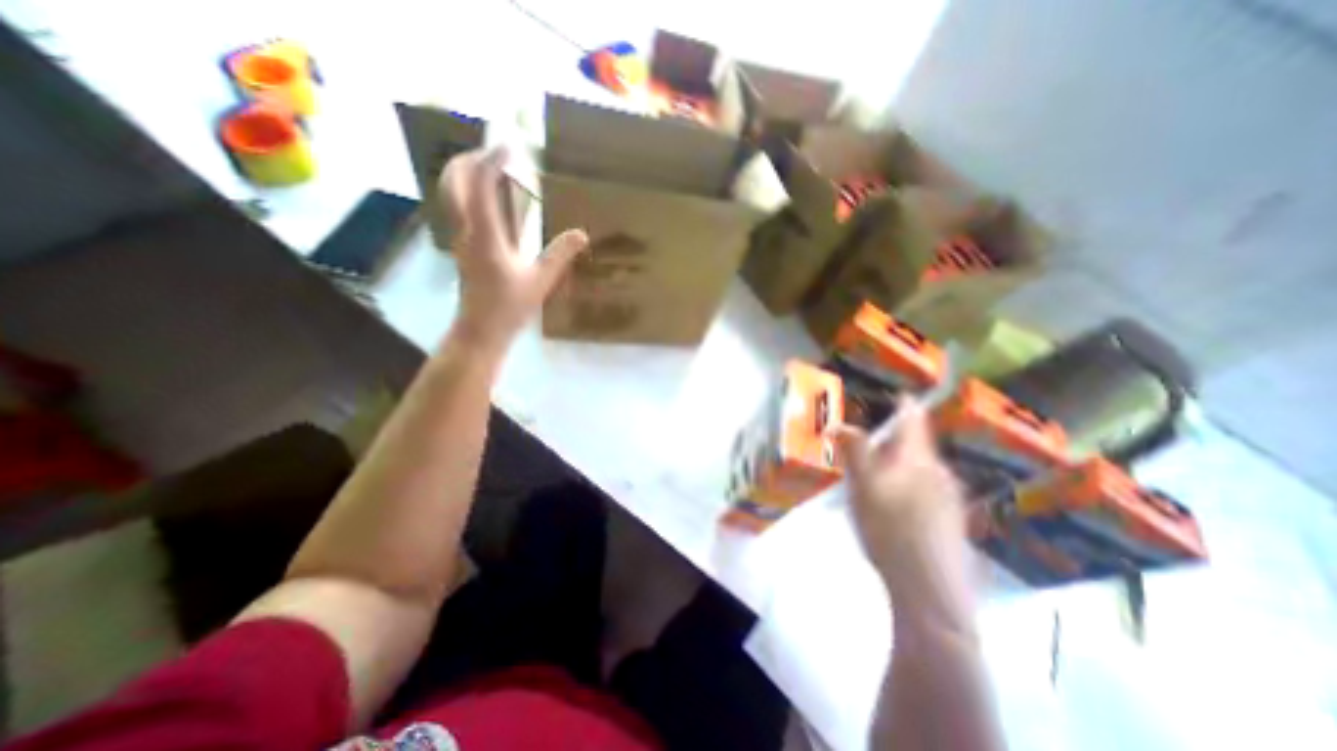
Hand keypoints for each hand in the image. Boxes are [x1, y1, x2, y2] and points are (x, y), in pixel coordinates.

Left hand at [441, 149, 586, 354]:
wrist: (480, 330)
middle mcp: (466, 228)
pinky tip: (491, 200)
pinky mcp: (462, 245)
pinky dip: (470, 191)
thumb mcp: (541, 281)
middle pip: (454, 179)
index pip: (482, 184)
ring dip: (467, 172)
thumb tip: (581, 234)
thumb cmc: (509, 307)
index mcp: (485, 234)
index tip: (510, 146)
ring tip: (492, 169)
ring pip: (452, 191)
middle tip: (496, 153)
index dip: (493, 160)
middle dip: (471, 158)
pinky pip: (459, 206)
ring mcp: (460, 236)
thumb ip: (560, 255)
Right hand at [832, 399, 972, 602]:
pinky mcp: (950, 519)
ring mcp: (948, 496)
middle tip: (864, 443)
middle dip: (891, 438)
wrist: (929, 588)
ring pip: (919, 467)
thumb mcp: (862, 484)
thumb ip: (854, 449)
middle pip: (915, 443)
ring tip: (872, 475)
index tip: (893, 391)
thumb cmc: (889, 526)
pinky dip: (906, 484)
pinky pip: (925, 488)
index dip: (903, 401)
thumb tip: (839, 425)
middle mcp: (938, 470)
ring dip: (897, 463)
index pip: (913, 417)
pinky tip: (892, 506)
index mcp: (917, 457)